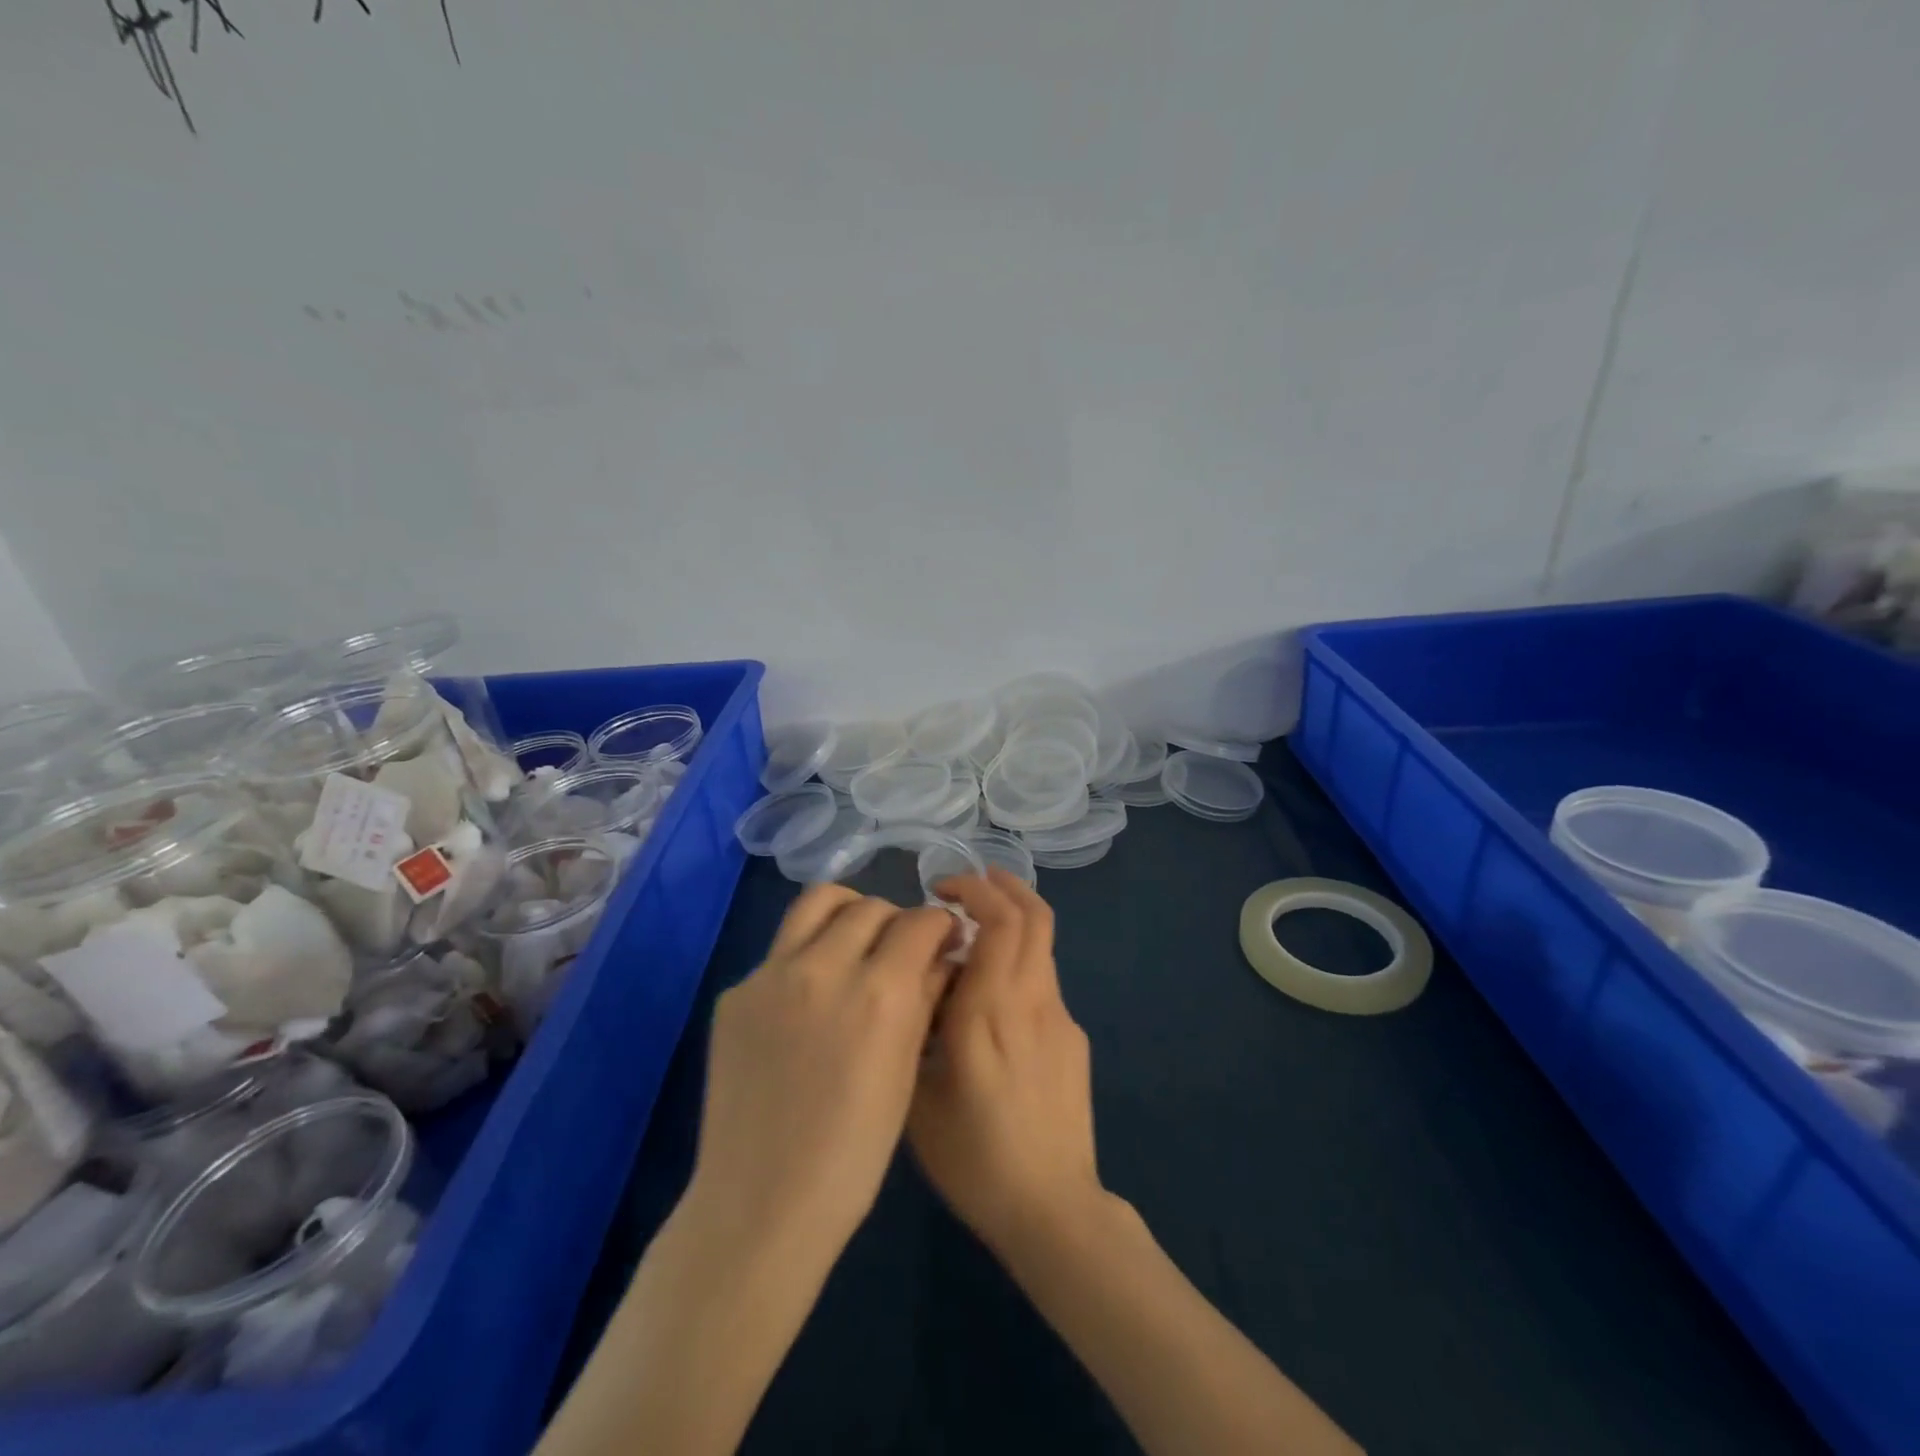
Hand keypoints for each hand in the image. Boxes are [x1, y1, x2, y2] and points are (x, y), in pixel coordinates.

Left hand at [690, 885, 956, 1265]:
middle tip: (899, 950)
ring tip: (854, 942)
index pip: (919, 921)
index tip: (943, 939)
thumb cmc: (853, 1153)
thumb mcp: (906, 1072)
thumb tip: (940, 957)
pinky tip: (808, 999)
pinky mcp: (736, 991)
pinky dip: (807, 956)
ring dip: (848, 912)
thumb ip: (924, 999)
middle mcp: (825, 967)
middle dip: (897, 921)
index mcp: (880, 992)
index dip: (939, 925)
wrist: (761, 1203)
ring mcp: (772, 974)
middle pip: (870, 907)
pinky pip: (781, 950)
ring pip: (818, 903)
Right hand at [908, 869, 1105, 1257]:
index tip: (941, 892)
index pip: (1000, 922)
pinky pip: (1044, 981)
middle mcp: (1031, 1001)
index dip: (976, 891)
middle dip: (1002, 886)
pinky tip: (993, 1000)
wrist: (1052, 1209)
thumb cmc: (974, 1159)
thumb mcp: (918, 1099)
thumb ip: (915, 1033)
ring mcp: (1060, 1018)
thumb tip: (921, 987)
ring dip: (1013, 919)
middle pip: (1034, 916)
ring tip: (976, 931)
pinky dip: (1019, 962)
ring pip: (1043, 943)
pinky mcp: (1075, 1038)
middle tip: (966, 887)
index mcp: (988, 1011)